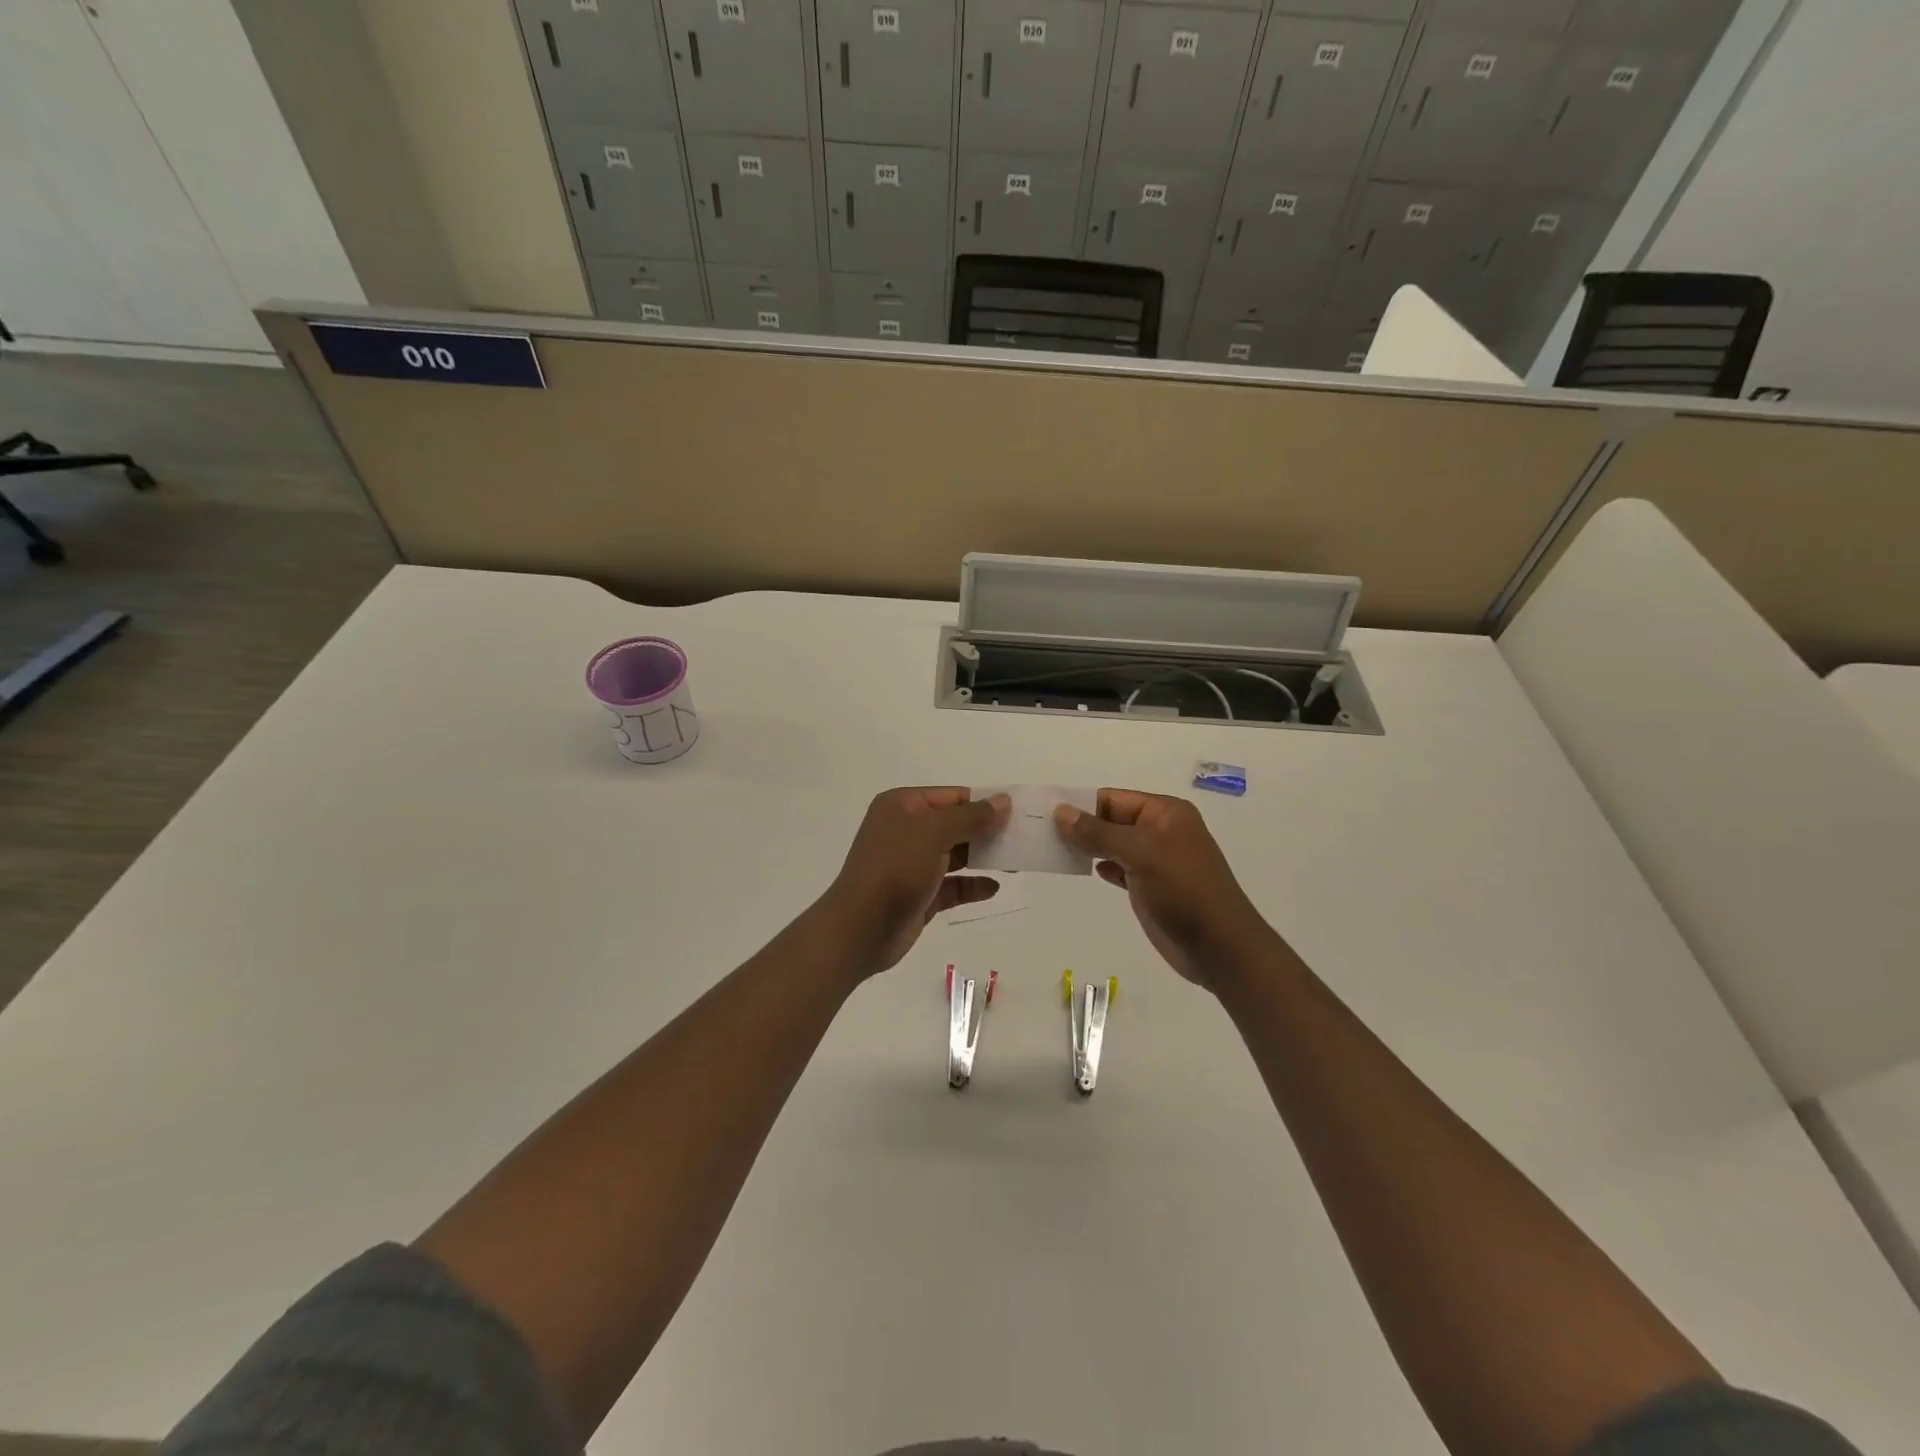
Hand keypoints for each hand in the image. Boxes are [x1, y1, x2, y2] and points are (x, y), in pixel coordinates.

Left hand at [818, 787, 1009, 978]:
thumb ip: (971, 816)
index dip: (984, 802)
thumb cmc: (896, 868)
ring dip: (984, 857)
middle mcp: (906, 830)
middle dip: (987, 830)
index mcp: (903, 806)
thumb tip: (1003, 801)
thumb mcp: (934, 832)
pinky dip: (972, 885)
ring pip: (956, 854)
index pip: (951, 796)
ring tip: (1016, 861)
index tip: (1018, 811)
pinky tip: (994, 887)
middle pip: (955, 824)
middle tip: (1023, 836)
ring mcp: (912, 864)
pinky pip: (952, 884)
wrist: (861, 928)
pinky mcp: (919, 894)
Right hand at [1055, 789, 1283, 992]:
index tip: (1044, 814)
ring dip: (1086, 847)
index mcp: (1164, 812)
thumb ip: (1098, 833)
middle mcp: (1160, 830)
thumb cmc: (1182, 890)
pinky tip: (1084, 870)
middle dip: (1080, 827)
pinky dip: (1101, 866)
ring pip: (1112, 845)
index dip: (1080, 805)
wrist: (1219, 947)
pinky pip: (1118, 867)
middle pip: (1110, 820)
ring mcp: (1156, 859)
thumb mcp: (1140, 853)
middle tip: (1040, 834)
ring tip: (1052, 851)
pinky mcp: (1150, 886)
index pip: (1112, 799)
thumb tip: (1060, 812)